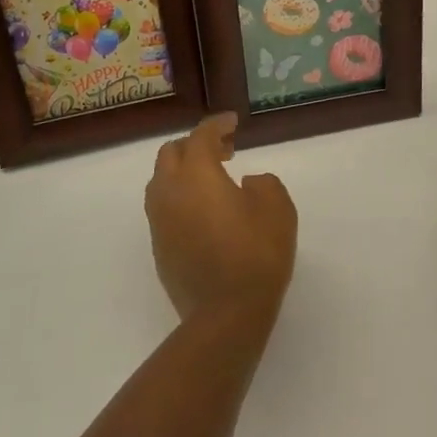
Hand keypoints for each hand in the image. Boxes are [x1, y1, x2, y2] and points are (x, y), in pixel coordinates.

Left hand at [144, 113, 296, 322]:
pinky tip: (204, 211)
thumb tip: (245, 184)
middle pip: (171, 153)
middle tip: (224, 150)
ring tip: (212, 179)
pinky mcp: (159, 248)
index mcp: (197, 174)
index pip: (201, 136)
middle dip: (195, 144)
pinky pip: (163, 208)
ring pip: (161, 180)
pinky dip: (180, 197)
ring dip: (183, 170)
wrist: (226, 314)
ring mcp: (159, 221)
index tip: (233, 122)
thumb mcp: (278, 208)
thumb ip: (263, 183)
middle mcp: (170, 192)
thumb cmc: (256, 254)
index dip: (217, 124)